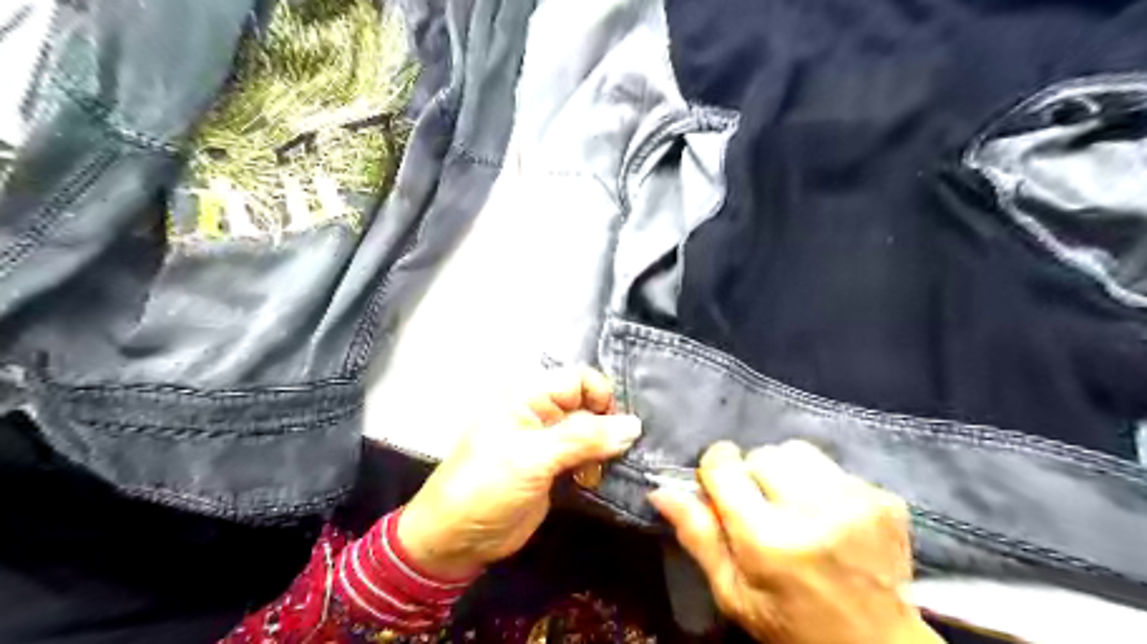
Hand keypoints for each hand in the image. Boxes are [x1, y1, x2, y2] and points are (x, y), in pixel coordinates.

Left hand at [400, 367, 639, 578]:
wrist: (457, 540)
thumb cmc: (487, 486)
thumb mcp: (533, 457)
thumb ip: (584, 438)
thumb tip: (635, 426)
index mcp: (530, 397)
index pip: (580, 379)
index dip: (602, 397)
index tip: (619, 427)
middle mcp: (543, 414)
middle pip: (590, 406)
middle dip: (610, 425)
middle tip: (626, 452)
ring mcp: (550, 444)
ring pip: (592, 433)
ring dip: (607, 449)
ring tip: (614, 469)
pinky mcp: (556, 470)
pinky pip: (587, 458)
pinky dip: (600, 466)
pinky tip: (603, 480)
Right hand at [650, 439, 945, 642]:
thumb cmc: (791, 624)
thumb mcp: (733, 594)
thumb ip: (698, 537)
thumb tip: (660, 490)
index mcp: (769, 540)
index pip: (725, 467)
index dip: (715, 470)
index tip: (719, 485)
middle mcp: (814, 512)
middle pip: (762, 454)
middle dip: (752, 473)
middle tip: (760, 507)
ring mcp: (855, 501)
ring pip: (797, 451)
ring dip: (786, 472)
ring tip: (793, 505)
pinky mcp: (883, 498)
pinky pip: (832, 466)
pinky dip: (820, 482)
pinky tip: (826, 514)